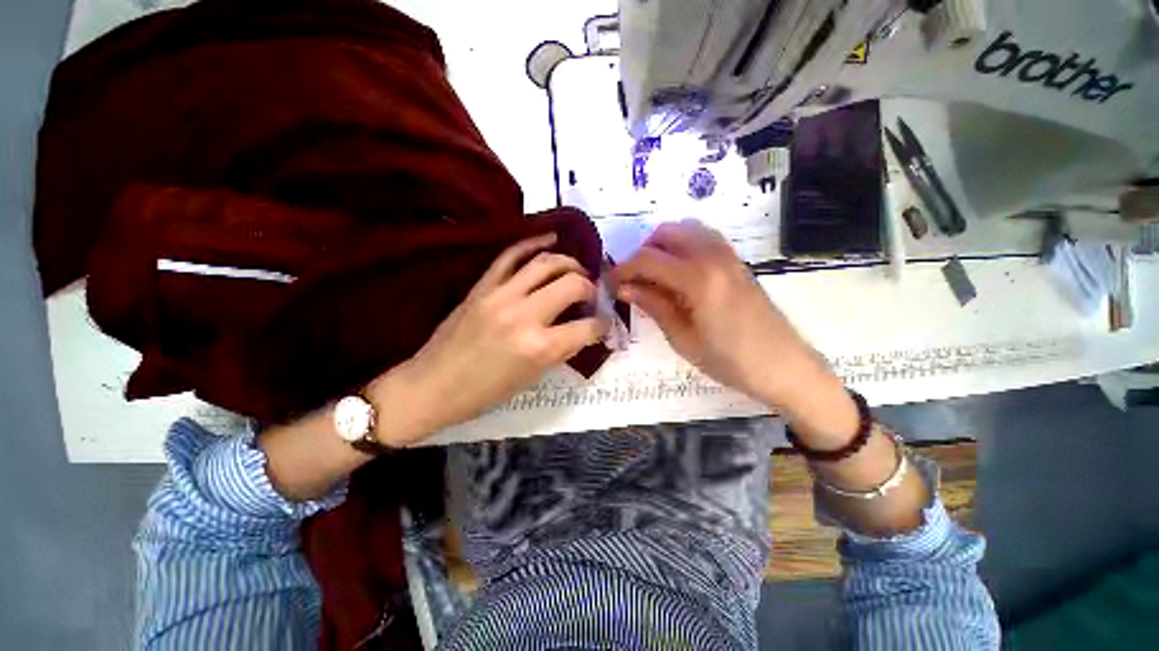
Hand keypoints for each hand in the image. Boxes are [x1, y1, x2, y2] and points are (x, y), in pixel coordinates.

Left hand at [368, 233, 609, 444]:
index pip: (587, 327)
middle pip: (572, 284)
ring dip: (569, 262)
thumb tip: (582, 330)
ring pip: (545, 262)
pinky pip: (511, 254)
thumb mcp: (532, 377)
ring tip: (576, 270)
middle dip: (590, 287)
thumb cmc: (485, 393)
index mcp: (540, 348)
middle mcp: (524, 315)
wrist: (432, 386)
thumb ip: (561, 349)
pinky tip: (549, 240)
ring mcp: (501, 295)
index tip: (604, 322)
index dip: (602, 324)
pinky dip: (533, 243)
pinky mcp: (482, 286)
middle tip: (590, 294)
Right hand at [611, 220, 850, 432]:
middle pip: (666, 233)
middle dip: (642, 252)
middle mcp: (713, 257)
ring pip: (686, 229)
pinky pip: (705, 238)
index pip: (648, 259)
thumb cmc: (729, 360)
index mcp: (697, 279)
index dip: (623, 268)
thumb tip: (623, 286)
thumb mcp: (682, 338)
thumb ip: (653, 305)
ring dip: (663, 245)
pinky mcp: (738, 261)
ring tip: (654, 274)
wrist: (783, 366)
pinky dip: (684, 245)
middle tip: (633, 279)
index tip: (610, 283)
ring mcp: (729, 256)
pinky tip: (680, 271)